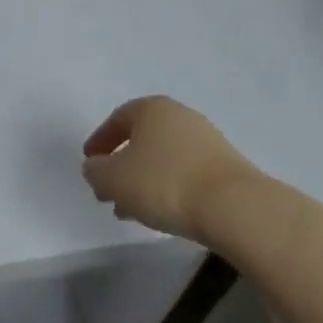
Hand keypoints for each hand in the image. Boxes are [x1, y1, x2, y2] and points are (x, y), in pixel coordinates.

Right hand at [81, 96, 260, 243]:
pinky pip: (185, 173)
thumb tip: (95, 168)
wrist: (233, 207)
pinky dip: (168, 188)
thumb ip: (95, 171)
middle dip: (122, 165)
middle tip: (108, 190)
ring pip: (163, 158)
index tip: (90, 163)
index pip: (117, 119)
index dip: (99, 141)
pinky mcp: (225, 167)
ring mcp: (206, 140)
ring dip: (144, 181)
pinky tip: (162, 213)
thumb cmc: (164, 183)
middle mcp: (180, 116)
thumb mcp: (113, 179)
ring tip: (131, 210)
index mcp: (151, 108)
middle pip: (142, 139)